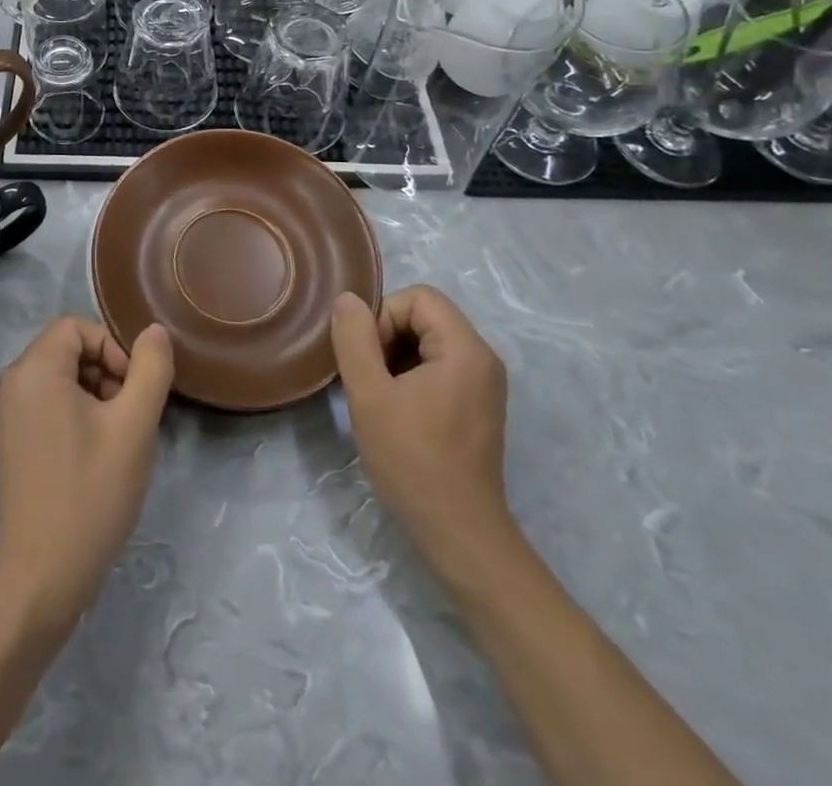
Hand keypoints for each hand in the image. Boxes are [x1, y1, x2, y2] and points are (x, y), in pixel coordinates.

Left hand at [0, 317, 174, 626]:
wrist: (41, 578)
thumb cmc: (89, 494)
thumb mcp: (134, 427)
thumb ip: (150, 370)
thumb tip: (153, 332)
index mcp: (33, 370)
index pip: (76, 327)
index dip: (112, 348)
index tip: (133, 390)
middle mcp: (10, 383)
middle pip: (66, 350)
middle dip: (104, 372)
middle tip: (127, 417)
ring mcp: (3, 415)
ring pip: (58, 378)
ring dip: (93, 395)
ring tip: (114, 439)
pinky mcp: (7, 443)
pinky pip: (44, 404)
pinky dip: (73, 415)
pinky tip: (93, 455)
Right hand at [330, 285, 512, 567]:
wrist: (458, 534)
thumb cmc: (412, 460)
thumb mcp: (370, 395)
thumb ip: (355, 339)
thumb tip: (348, 299)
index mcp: (466, 349)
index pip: (418, 297)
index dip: (383, 316)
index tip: (367, 358)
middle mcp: (483, 358)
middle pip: (425, 316)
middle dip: (387, 336)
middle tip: (367, 377)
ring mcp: (484, 385)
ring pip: (429, 342)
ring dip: (395, 357)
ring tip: (377, 395)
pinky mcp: (478, 407)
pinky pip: (439, 367)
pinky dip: (411, 376)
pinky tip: (395, 410)